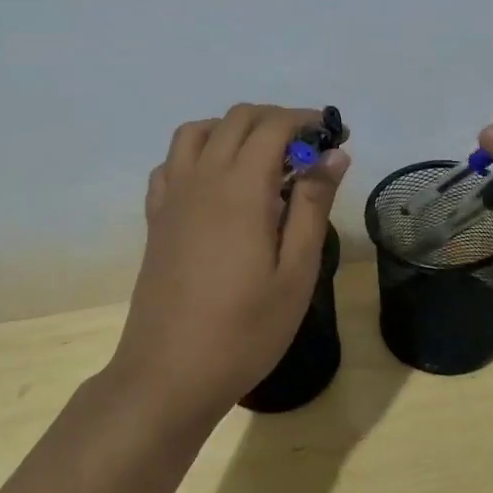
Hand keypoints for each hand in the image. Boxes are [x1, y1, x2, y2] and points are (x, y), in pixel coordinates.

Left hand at [111, 104, 349, 422]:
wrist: (169, 373)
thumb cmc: (244, 330)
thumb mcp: (296, 273)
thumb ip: (313, 206)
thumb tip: (333, 155)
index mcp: (240, 188)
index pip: (274, 126)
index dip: (308, 120)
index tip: (336, 137)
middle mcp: (201, 178)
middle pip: (236, 119)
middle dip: (277, 120)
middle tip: (309, 151)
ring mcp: (172, 196)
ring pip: (197, 131)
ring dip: (234, 129)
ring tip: (263, 159)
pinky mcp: (156, 217)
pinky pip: (172, 162)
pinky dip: (198, 152)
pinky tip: (217, 183)